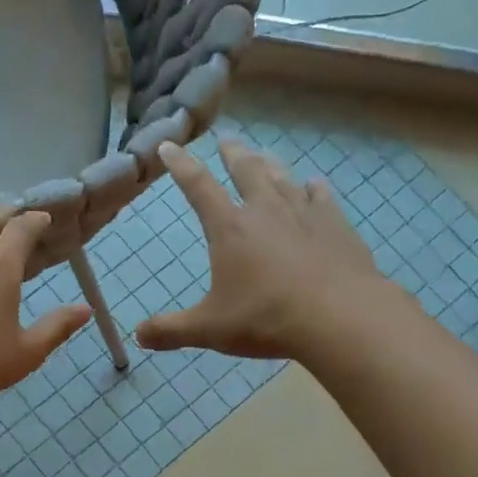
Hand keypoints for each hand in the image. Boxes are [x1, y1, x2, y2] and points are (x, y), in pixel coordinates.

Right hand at [137, 140, 386, 359]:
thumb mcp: (210, 329)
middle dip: (233, 155)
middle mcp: (265, 211)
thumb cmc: (266, 318)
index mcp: (230, 228)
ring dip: (270, 165)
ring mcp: (305, 215)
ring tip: (264, 156)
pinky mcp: (337, 227)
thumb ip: (171, 330)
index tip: (169, 146)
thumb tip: (137, 335)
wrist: (340, 317)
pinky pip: (322, 198)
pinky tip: (315, 185)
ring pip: (284, 179)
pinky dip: (314, 189)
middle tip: (227, 140)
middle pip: (246, 171)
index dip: (180, 165)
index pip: (198, 187)